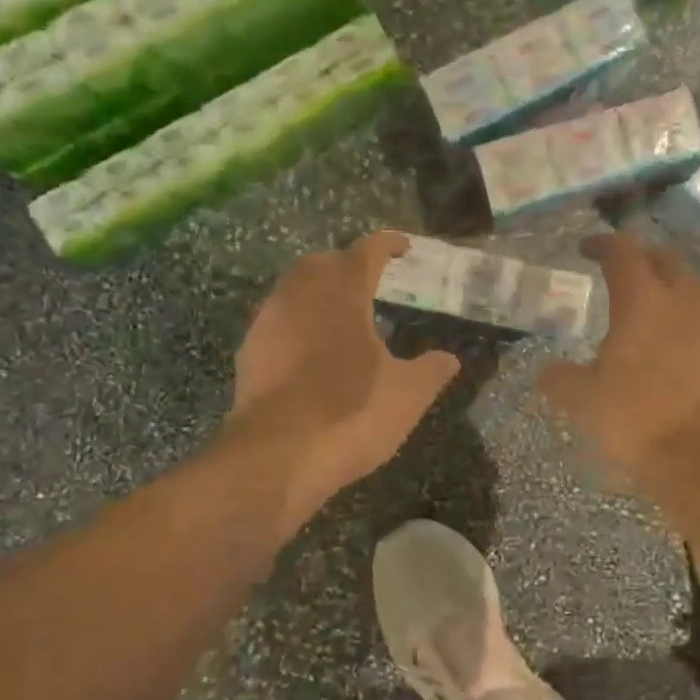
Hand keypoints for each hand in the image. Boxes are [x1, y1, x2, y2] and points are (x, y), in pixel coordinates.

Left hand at [225, 232, 459, 534]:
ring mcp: (269, 322)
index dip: (387, 244)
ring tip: (341, 313)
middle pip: (323, 262)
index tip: (403, 247)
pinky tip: (311, 349)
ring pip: (294, 288)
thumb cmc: (352, 413)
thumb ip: (432, 370)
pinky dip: (298, 322)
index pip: (367, 251)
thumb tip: (449, 358)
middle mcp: (301, 295)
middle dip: (347, 263)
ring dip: (318, 291)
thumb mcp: (408, 395)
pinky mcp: (250, 352)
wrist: (277, 455)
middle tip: (370, 280)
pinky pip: (277, 320)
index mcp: (343, 293)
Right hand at [540, 234, 699, 482]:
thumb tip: (547, 372)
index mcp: (643, 300)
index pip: (623, 252)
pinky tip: (672, 342)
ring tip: (647, 307)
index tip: (586, 249)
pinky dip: (685, 318)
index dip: (602, 244)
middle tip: (619, 271)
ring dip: (668, 287)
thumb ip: (559, 378)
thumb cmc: (636, 418)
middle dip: (640, 258)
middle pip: (664, 259)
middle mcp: (685, 300)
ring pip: (691, 287)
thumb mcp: (582, 400)